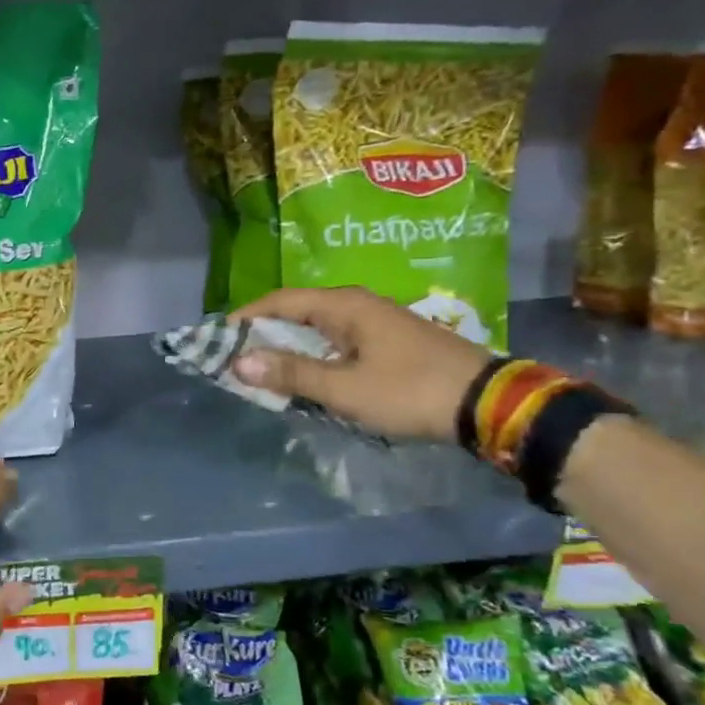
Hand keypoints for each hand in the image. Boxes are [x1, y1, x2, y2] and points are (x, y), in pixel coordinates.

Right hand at [229, 287, 490, 441]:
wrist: (488, 403)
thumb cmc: (410, 391)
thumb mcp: (344, 388)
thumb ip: (291, 374)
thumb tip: (239, 362)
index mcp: (343, 306)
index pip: (279, 301)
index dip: (244, 318)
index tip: (217, 339)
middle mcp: (356, 305)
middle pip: (296, 312)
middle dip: (263, 334)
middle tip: (235, 359)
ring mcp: (375, 322)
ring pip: (316, 328)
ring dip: (288, 348)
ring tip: (263, 372)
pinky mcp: (388, 342)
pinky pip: (336, 342)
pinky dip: (312, 356)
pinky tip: (306, 377)